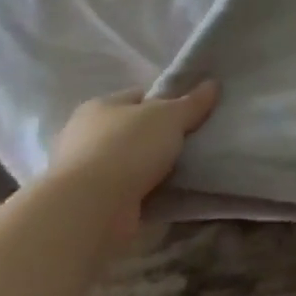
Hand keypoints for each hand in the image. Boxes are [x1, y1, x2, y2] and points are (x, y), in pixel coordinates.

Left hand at [46, 83, 220, 241]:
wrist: (88, 211)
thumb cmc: (127, 148)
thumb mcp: (170, 116)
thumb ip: (193, 102)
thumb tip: (213, 84)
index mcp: (99, 106)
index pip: (139, 96)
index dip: (167, 102)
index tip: (191, 114)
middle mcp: (84, 136)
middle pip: (133, 130)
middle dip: (159, 137)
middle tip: (190, 142)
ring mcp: (83, 173)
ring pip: (129, 162)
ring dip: (150, 168)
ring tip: (183, 169)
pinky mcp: (87, 205)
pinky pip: (125, 191)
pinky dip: (142, 192)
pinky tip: (165, 194)